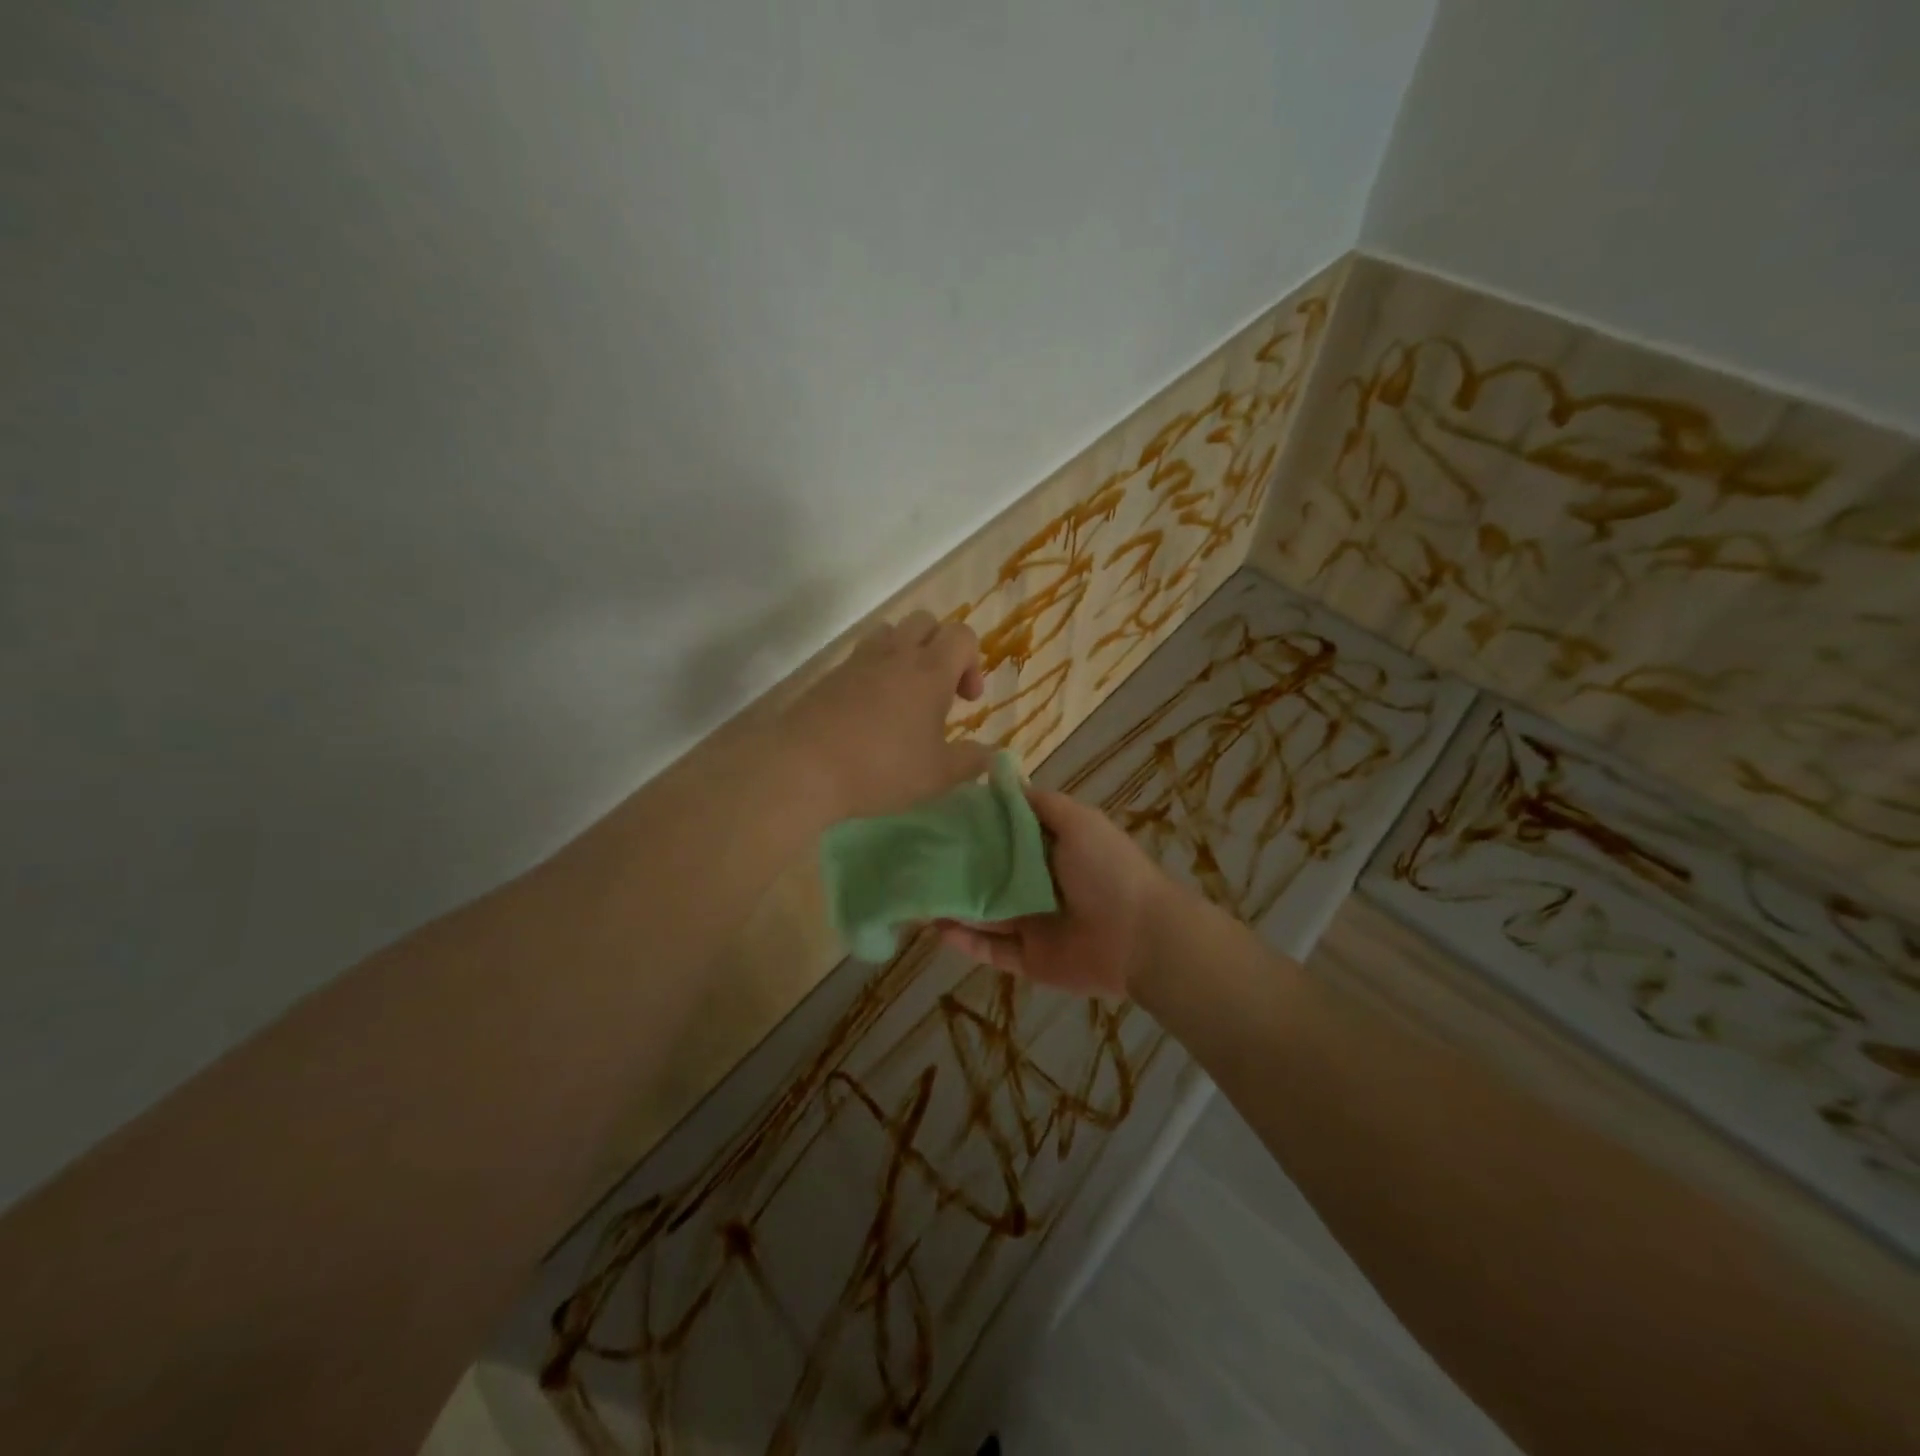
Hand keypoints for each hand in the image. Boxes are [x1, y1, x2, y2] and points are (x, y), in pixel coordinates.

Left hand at [784, 610, 989, 821]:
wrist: (803, 766)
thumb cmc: (881, 768)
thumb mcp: (937, 775)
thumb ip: (971, 761)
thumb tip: (993, 756)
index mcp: (929, 670)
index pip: (962, 635)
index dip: (973, 661)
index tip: (967, 700)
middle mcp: (895, 654)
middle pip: (926, 622)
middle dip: (940, 647)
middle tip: (939, 691)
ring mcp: (857, 661)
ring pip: (889, 632)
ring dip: (905, 652)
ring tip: (904, 695)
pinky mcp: (828, 676)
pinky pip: (860, 657)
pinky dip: (874, 672)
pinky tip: (869, 712)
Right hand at [937, 786, 1191, 997]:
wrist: (1140, 937)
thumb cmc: (1108, 870)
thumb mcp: (1078, 822)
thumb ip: (1041, 804)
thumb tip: (1005, 781)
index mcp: (1050, 850)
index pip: (1004, 835)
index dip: (974, 827)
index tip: (938, 817)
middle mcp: (1036, 884)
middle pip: (989, 875)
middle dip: (957, 868)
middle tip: (916, 859)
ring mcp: (1031, 923)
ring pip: (983, 913)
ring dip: (953, 904)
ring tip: (915, 895)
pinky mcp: (1028, 959)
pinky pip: (990, 949)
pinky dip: (965, 941)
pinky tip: (936, 928)